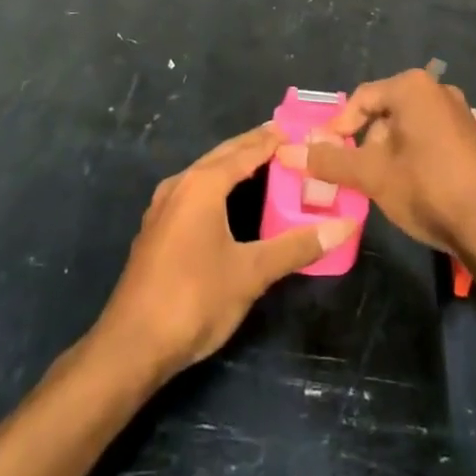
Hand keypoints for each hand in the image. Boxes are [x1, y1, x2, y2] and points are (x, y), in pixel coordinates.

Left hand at [95, 125, 351, 379]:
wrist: (132, 346)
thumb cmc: (195, 299)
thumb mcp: (251, 273)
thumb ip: (296, 247)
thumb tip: (343, 227)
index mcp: (202, 184)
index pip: (245, 151)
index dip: (272, 140)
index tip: (298, 129)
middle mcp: (180, 185)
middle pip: (222, 156)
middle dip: (252, 146)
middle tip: (285, 139)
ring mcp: (163, 207)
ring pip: (204, 173)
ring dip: (233, 165)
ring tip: (263, 163)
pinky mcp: (156, 230)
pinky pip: (193, 192)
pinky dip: (217, 185)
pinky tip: (229, 200)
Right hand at [277, 69, 475, 259]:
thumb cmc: (427, 188)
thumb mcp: (371, 174)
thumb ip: (329, 160)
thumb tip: (288, 151)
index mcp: (413, 87)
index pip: (361, 99)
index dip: (339, 128)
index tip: (327, 155)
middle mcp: (437, 90)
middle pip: (385, 112)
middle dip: (366, 143)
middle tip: (355, 175)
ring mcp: (459, 113)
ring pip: (407, 128)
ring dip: (388, 153)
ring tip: (382, 186)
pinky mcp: (471, 138)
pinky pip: (429, 138)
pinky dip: (412, 157)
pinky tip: (411, 188)